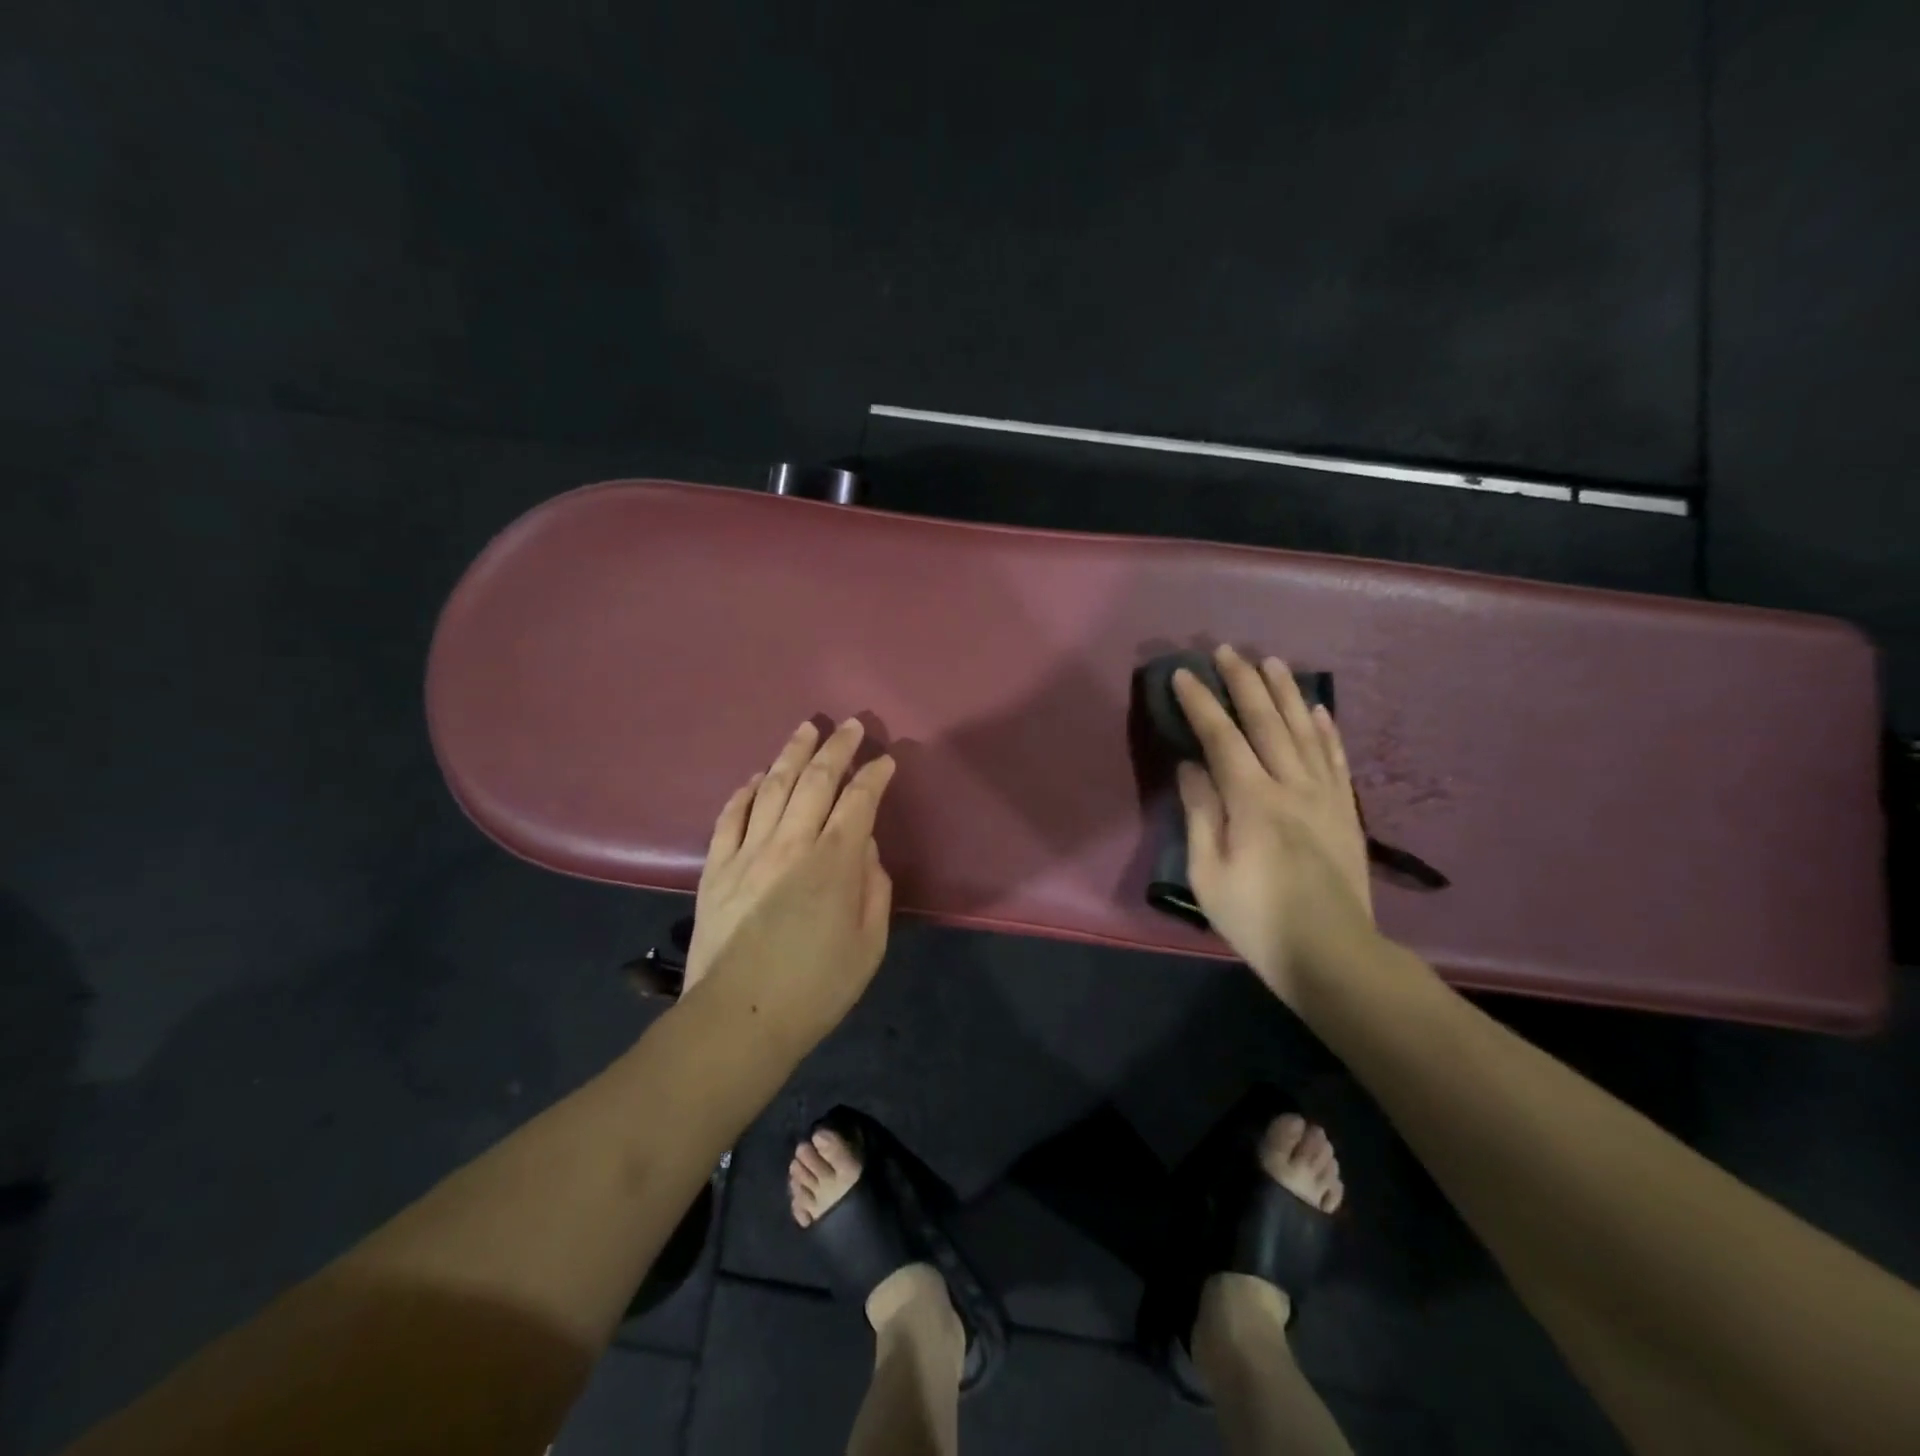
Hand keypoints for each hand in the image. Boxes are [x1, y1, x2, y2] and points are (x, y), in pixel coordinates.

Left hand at [680, 719, 897, 1051]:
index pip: (859, 801)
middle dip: (836, 747)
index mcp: (833, 862)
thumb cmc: (815, 989)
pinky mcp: (715, 868)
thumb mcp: (868, 945)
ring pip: (772, 787)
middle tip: (850, 725)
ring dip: (791, 754)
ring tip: (805, 729)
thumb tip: (864, 849)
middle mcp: (790, 844)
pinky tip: (755, 778)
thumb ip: (874, 889)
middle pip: (815, 780)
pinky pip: (730, 817)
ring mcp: (747, 852)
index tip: (886, 760)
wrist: (737, 1020)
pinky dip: (745, 792)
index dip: (874, 775)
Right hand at [1172, 645, 1375, 1003]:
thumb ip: (1200, 814)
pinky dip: (1327, 729)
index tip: (1184, 675)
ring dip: (1286, 693)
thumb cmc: (1257, 919)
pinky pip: (1337, 758)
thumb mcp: (1208, 874)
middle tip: (1228, 650)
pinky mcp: (1346, 810)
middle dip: (1244, 682)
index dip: (1201, 703)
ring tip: (1272, 662)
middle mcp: (1292, 786)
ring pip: (1305, 730)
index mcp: (1252, 802)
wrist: (1333, 954)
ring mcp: (1326, 796)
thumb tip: (1190, 767)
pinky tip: (1319, 708)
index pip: (1222, 738)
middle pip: (1267, 722)